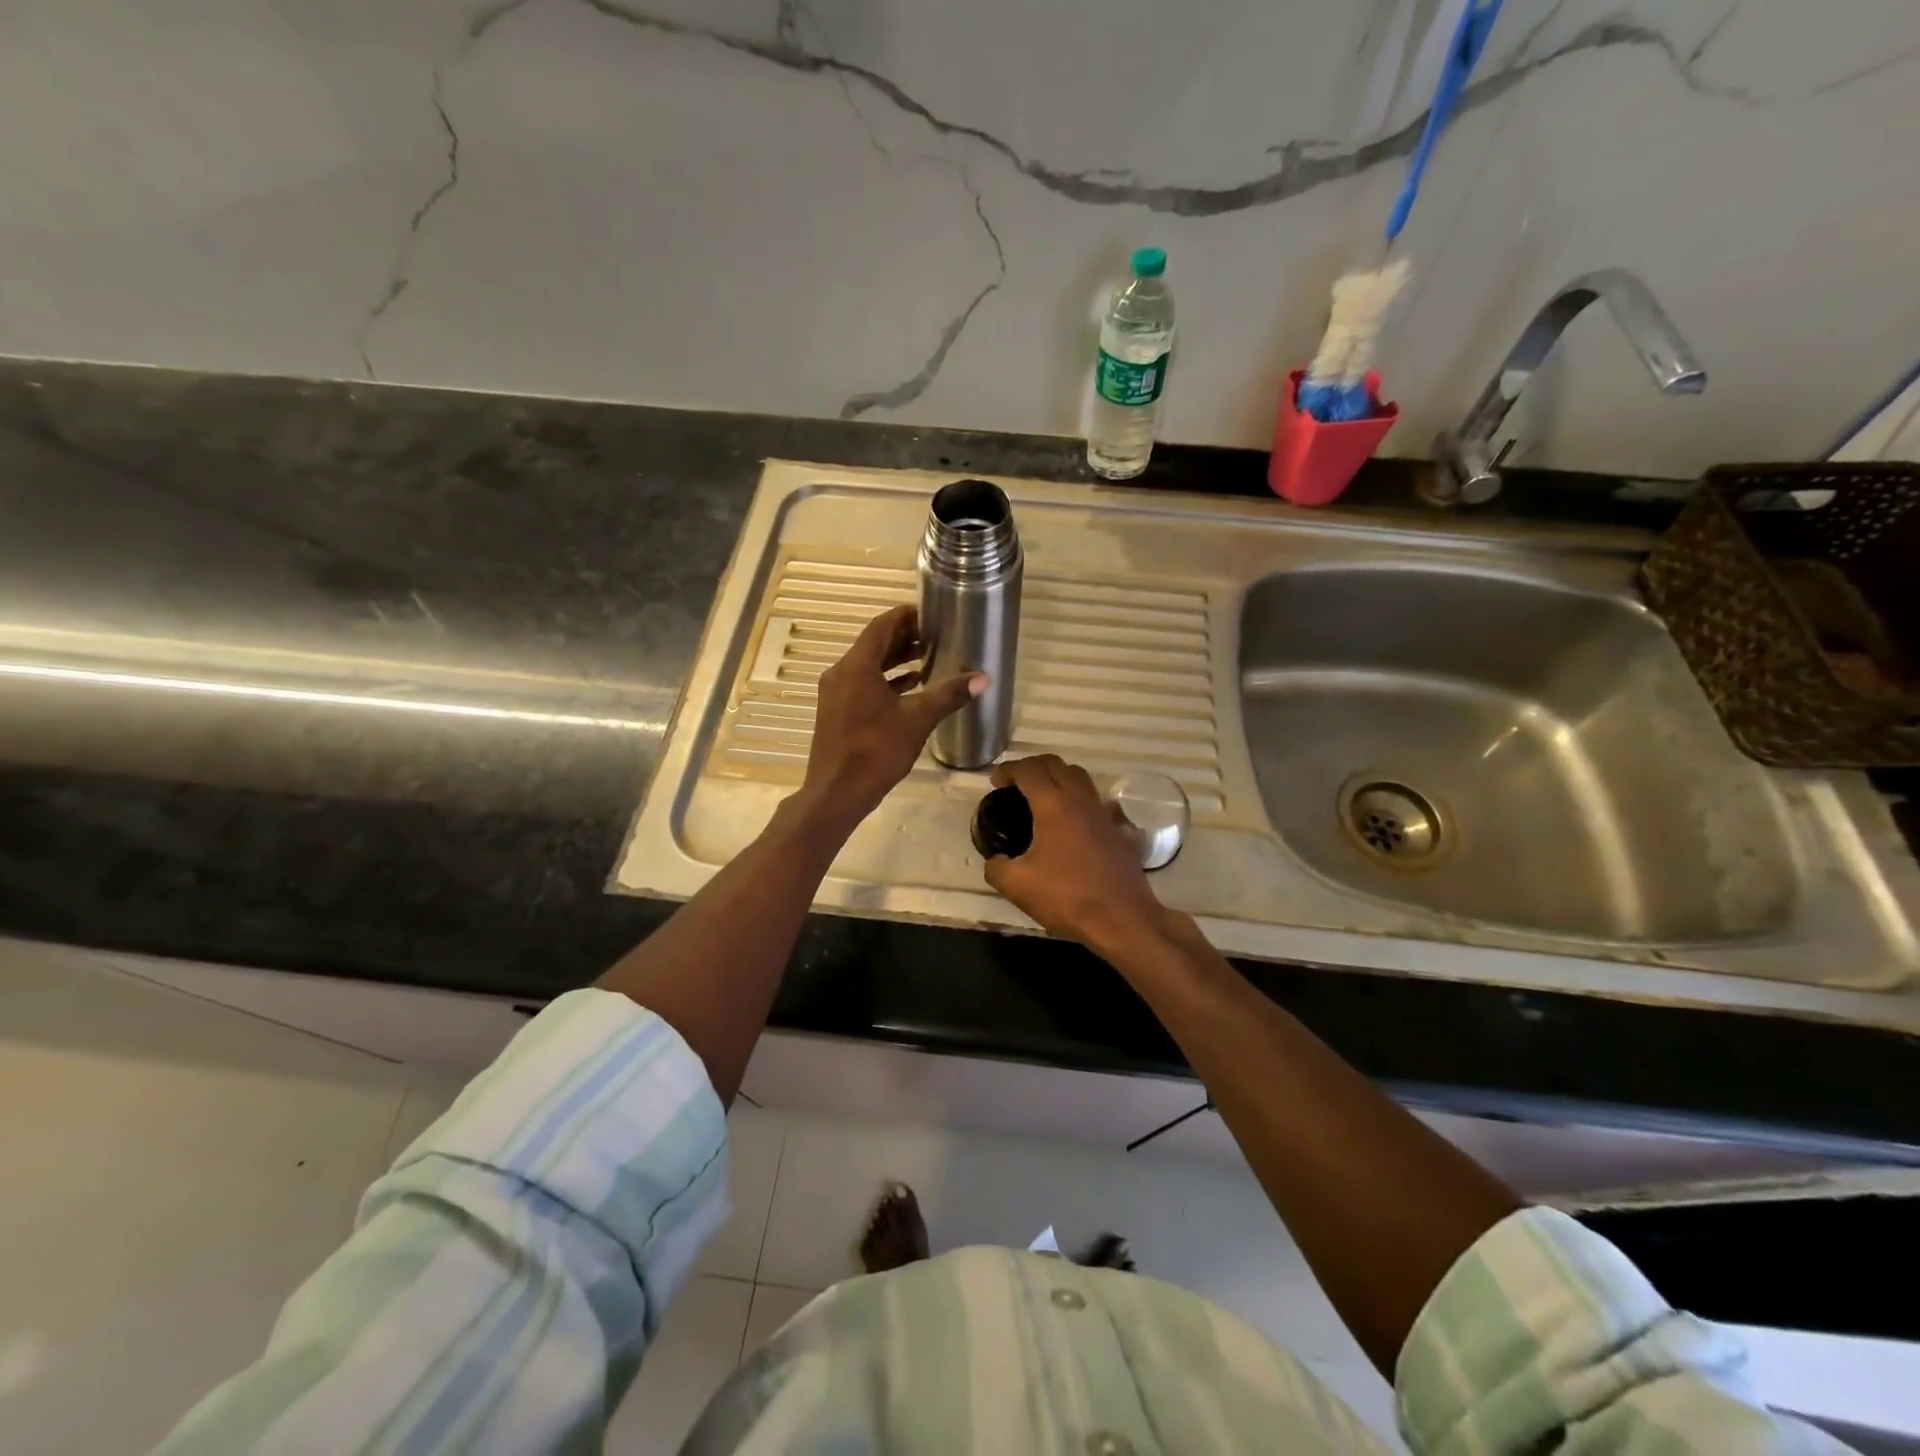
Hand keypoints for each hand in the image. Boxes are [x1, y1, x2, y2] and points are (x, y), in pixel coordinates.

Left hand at [800, 605, 982, 829]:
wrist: (836, 793)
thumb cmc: (876, 751)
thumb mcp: (917, 720)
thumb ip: (948, 695)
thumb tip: (982, 678)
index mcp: (857, 666)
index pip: (882, 625)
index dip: (907, 616)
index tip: (932, 614)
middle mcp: (841, 672)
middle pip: (874, 644)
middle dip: (905, 638)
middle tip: (936, 636)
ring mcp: (836, 693)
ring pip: (868, 665)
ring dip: (896, 660)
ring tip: (929, 659)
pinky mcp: (836, 711)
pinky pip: (863, 684)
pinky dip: (885, 681)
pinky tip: (910, 688)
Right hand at [982, 755, 1171, 951]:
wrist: (1121, 919)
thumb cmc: (1067, 896)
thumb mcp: (1017, 885)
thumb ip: (997, 868)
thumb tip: (995, 861)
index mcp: (1053, 805)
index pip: (1028, 770)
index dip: (1008, 770)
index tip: (995, 781)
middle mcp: (1080, 800)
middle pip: (1056, 764)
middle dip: (1033, 766)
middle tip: (1016, 783)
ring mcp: (1103, 814)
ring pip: (1080, 778)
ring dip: (1058, 778)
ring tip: (1042, 798)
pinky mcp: (1118, 831)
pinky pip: (1094, 802)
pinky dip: (1077, 801)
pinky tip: (1070, 825)